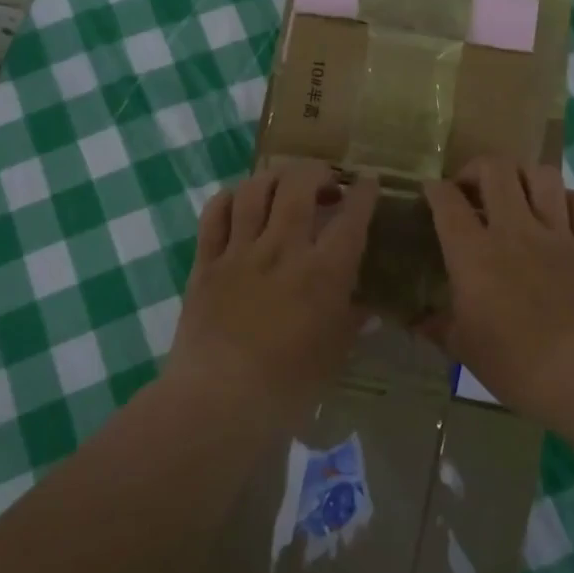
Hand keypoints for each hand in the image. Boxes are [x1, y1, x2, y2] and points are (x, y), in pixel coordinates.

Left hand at [169, 160, 378, 425]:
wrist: (219, 401)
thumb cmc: (288, 386)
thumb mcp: (334, 355)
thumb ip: (351, 323)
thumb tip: (367, 309)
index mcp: (323, 273)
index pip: (351, 218)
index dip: (363, 193)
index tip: (368, 182)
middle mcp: (283, 249)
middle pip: (299, 186)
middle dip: (317, 172)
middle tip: (326, 180)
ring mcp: (240, 252)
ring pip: (254, 191)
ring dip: (274, 177)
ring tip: (284, 183)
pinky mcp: (206, 262)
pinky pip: (214, 215)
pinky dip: (229, 198)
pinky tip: (239, 200)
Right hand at [423, 156, 573, 419]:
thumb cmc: (515, 363)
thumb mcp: (463, 348)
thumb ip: (437, 326)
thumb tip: (415, 322)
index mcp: (473, 253)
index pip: (447, 201)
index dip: (434, 189)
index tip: (431, 193)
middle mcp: (513, 230)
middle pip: (496, 169)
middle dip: (477, 168)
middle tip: (471, 189)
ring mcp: (556, 234)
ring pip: (542, 175)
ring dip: (523, 176)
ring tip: (515, 194)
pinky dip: (566, 199)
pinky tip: (556, 212)